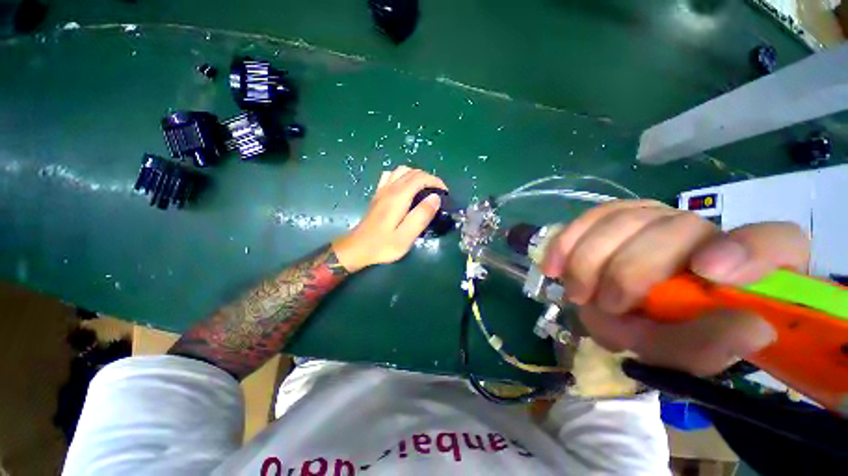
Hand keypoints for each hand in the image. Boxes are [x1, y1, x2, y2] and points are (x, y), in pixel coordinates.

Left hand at [332, 167, 446, 272]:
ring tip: (424, 189)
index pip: (420, 178)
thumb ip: (421, 216)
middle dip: (428, 178)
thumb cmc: (383, 245)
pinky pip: (390, 176)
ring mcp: (382, 190)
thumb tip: (435, 198)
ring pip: (401, 170)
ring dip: (416, 175)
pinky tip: (405, 188)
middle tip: (438, 193)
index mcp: (398, 197)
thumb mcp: (406, 236)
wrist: (357, 248)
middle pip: (412, 172)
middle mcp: (389, 189)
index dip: (435, 181)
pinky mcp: (377, 195)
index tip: (445, 192)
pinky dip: (402, 176)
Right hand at [541, 200, 809, 375]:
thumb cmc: (660, 332)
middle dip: (630, 272)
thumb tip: (752, 328)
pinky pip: (590, 216)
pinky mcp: (617, 215)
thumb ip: (710, 347)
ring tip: (577, 291)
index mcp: (744, 267)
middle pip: (675, 228)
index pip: (775, 242)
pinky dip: (567, 241)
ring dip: (591, 260)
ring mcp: (657, 216)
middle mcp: (704, 231)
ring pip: (623, 219)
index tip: (710, 272)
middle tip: (605, 304)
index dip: (748, 250)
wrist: (624, 310)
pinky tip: (553, 265)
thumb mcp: (684, 353)